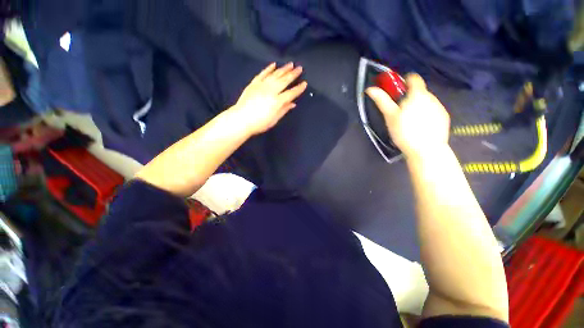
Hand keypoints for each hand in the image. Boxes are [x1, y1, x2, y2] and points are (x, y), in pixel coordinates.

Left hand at [230, 62, 307, 135]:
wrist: (241, 119)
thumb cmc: (259, 123)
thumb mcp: (274, 120)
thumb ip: (284, 110)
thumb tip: (293, 104)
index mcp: (277, 101)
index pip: (291, 93)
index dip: (298, 89)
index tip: (305, 83)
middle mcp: (271, 91)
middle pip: (284, 80)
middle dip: (293, 74)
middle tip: (300, 68)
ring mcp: (262, 85)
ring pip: (275, 75)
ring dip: (283, 69)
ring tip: (290, 64)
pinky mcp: (254, 83)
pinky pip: (262, 74)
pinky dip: (268, 69)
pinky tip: (274, 65)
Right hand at [366, 74, 450, 159]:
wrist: (426, 150)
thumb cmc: (405, 131)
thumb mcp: (390, 116)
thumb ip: (382, 100)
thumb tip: (370, 88)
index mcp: (417, 94)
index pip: (414, 78)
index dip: (404, 81)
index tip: (397, 90)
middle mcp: (432, 97)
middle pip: (419, 91)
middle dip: (409, 97)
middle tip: (399, 111)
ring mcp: (440, 107)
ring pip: (426, 101)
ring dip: (418, 106)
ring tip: (410, 121)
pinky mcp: (444, 118)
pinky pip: (433, 110)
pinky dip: (426, 114)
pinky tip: (420, 127)